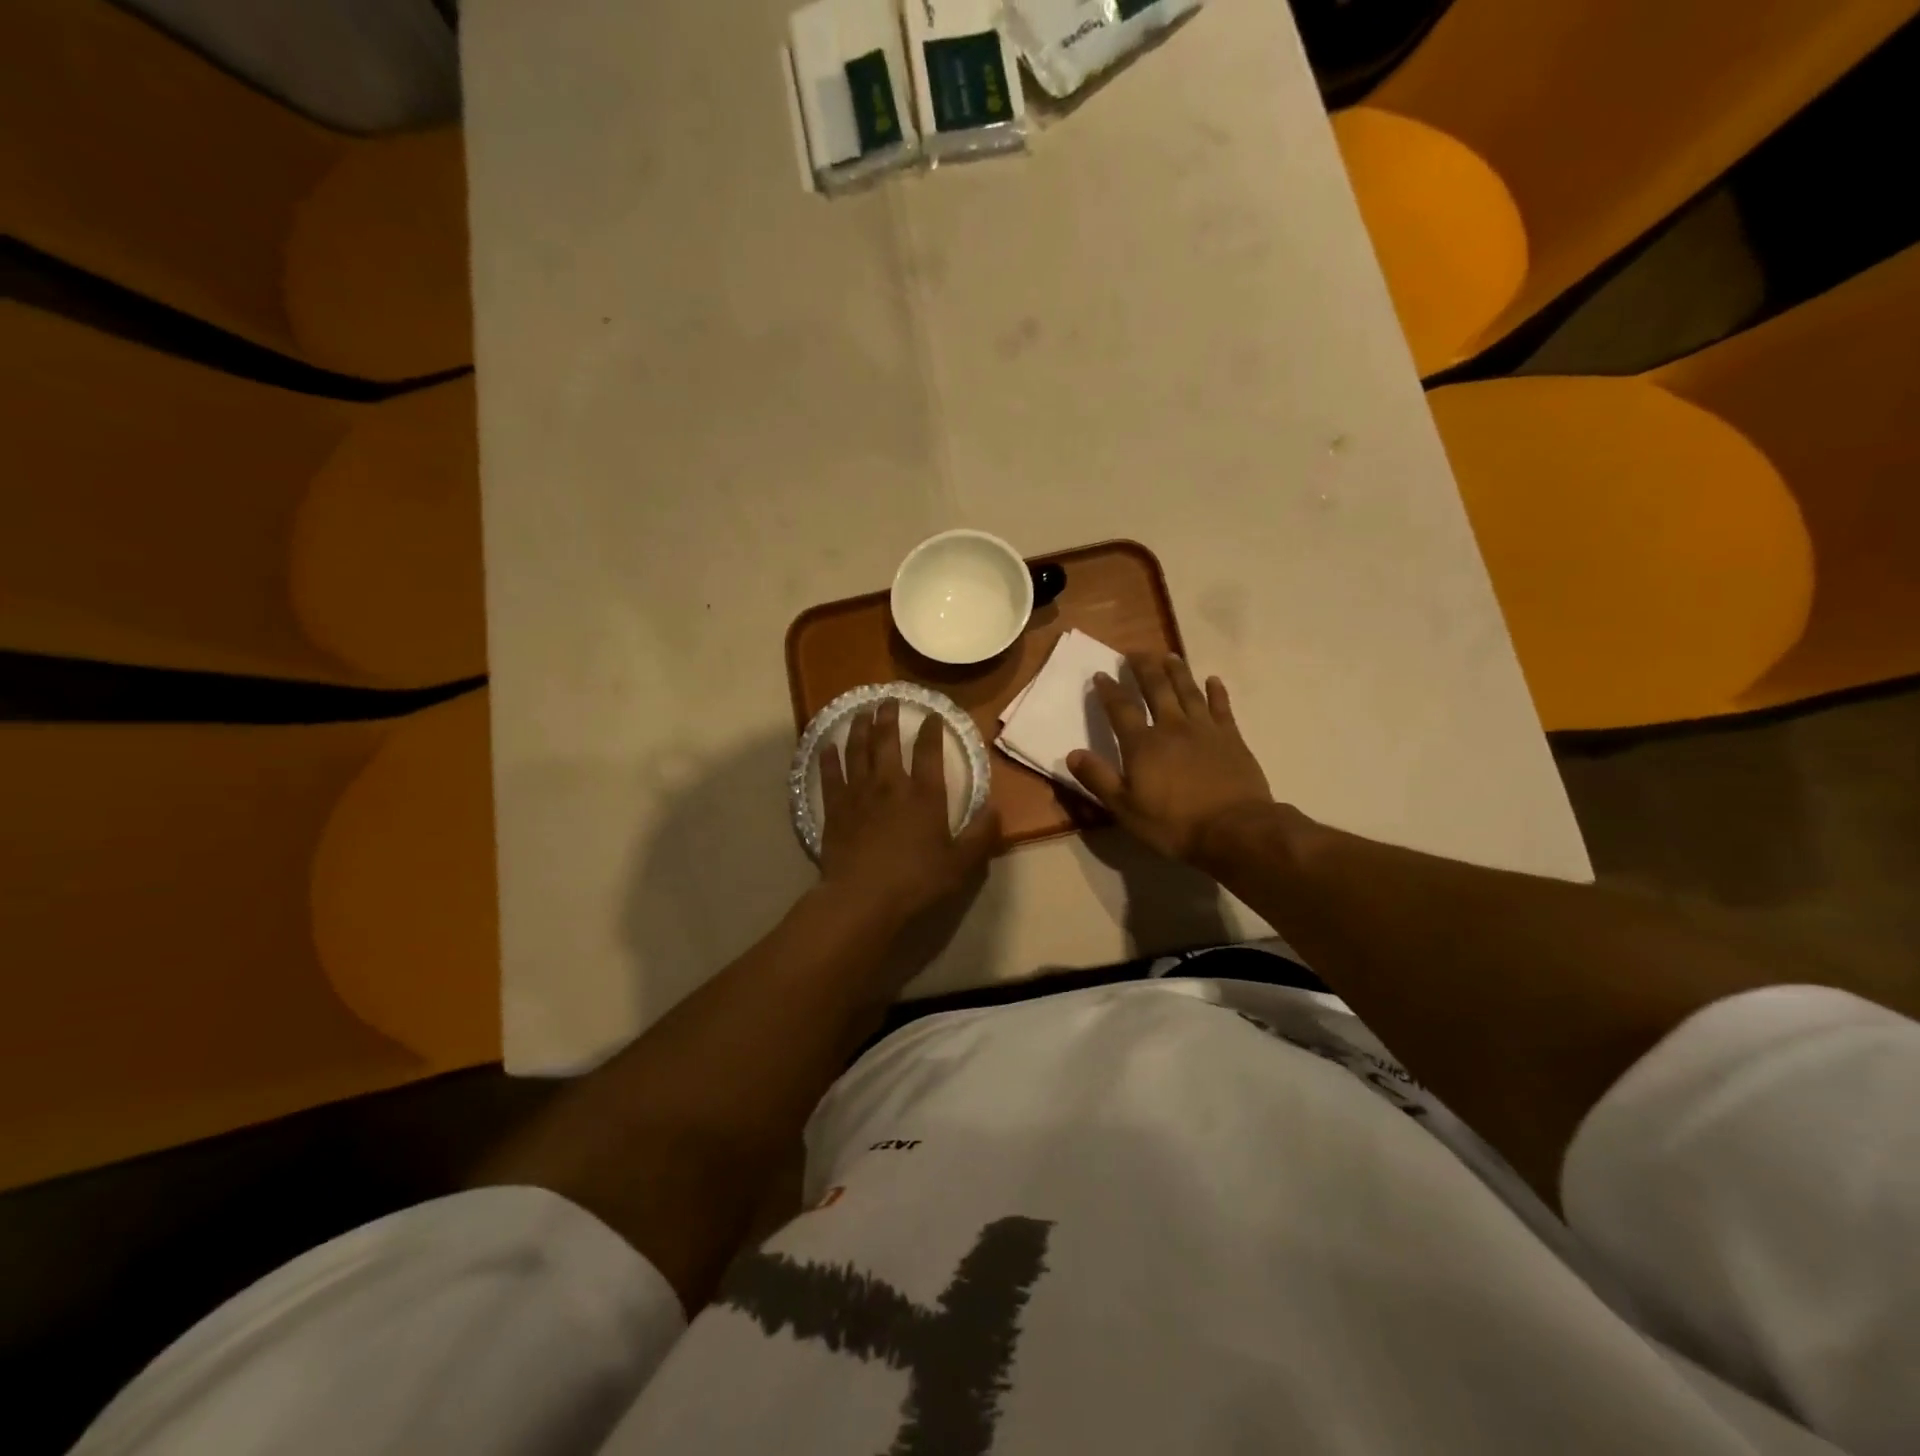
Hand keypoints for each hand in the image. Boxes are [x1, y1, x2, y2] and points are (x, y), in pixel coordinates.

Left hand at [820, 700, 999, 921]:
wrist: (863, 898)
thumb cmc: (916, 881)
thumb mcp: (960, 863)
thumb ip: (980, 835)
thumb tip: (995, 808)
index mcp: (924, 795)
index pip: (929, 752)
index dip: (932, 730)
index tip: (932, 714)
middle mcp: (890, 785)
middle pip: (887, 741)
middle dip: (888, 717)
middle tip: (888, 700)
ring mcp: (859, 794)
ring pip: (857, 750)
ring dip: (859, 728)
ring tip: (861, 711)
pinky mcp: (834, 808)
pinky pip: (830, 775)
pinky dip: (828, 757)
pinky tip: (826, 745)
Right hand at [1067, 654, 1273, 862]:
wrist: (1234, 830)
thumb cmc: (1173, 824)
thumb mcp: (1125, 808)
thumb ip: (1098, 779)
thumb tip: (1072, 753)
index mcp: (1142, 744)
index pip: (1121, 709)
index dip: (1109, 690)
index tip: (1100, 674)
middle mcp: (1172, 727)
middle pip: (1156, 689)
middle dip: (1143, 668)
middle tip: (1135, 652)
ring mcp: (1205, 729)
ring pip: (1188, 691)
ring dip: (1177, 671)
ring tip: (1169, 656)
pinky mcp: (1231, 738)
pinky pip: (1221, 707)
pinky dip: (1216, 691)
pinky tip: (1212, 680)